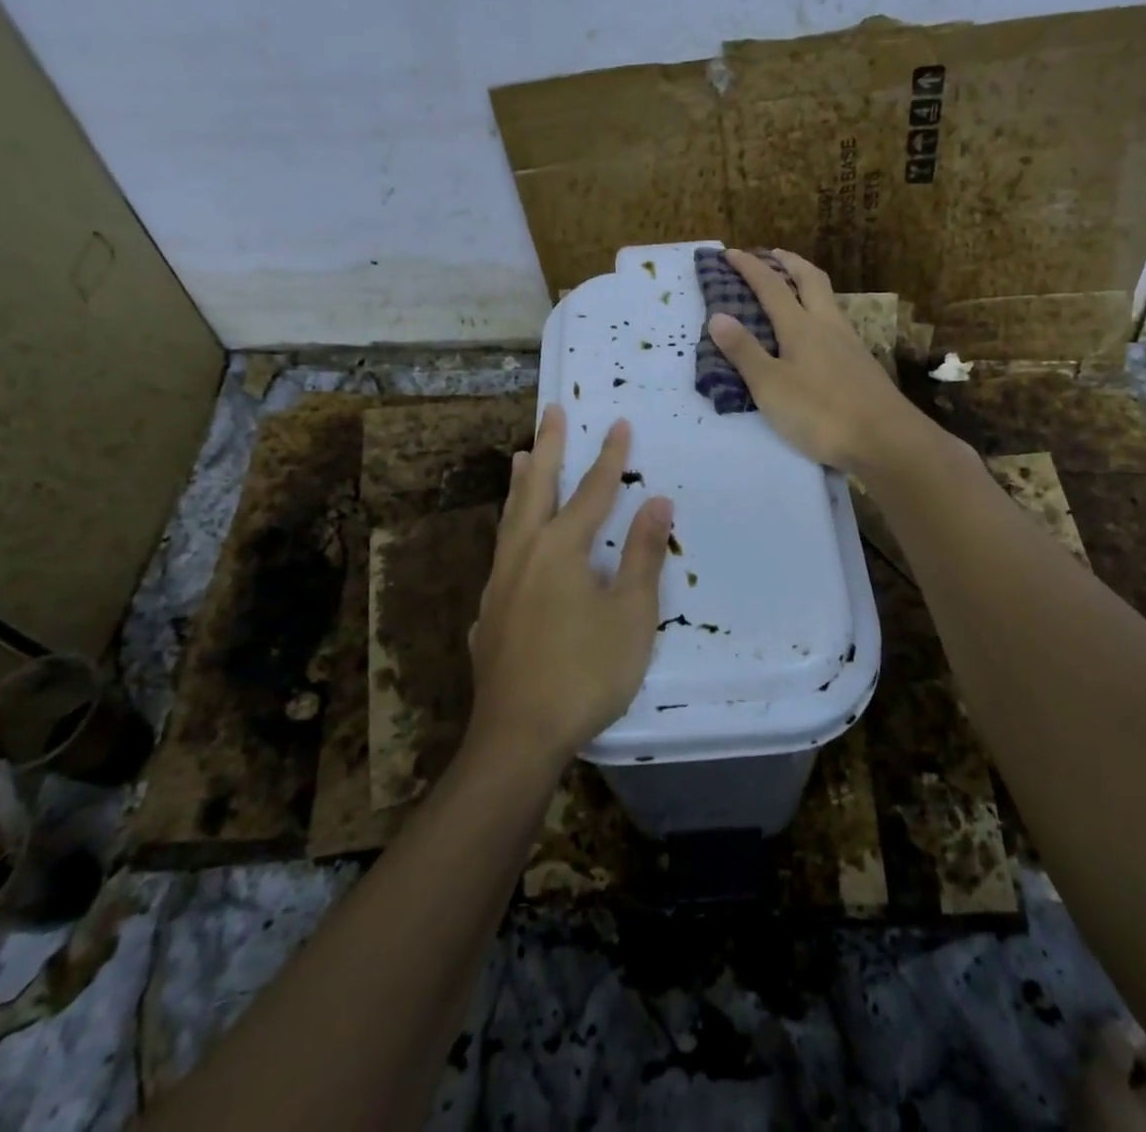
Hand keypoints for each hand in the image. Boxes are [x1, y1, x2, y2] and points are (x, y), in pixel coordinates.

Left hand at [467, 406, 672, 768]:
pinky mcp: (488, 612)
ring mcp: (499, 583)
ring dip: (520, 483)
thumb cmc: (586, 672)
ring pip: (510, 518)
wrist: (519, 734)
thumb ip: (644, 555)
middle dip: (548, 447)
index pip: (592, 492)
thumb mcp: (631, 614)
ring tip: (520, 456)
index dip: (609, 457)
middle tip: (551, 411)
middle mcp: (523, 554)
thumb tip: (657, 502)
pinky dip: (510, 529)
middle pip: (536, 489)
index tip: (618, 423)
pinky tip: (511, 543)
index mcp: (560, 549)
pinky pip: (501, 553)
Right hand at [707, 249, 919, 470]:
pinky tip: (820, 331)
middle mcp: (827, 325)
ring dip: (809, 283)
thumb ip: (745, 352)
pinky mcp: (862, 363)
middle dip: (789, 262)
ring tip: (795, 285)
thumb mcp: (770, 386)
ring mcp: (850, 343)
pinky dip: (822, 310)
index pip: (771, 287)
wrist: (885, 439)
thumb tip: (718, 316)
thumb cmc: (820, 413)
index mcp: (801, 327)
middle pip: (811, 280)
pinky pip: (838, 322)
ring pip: (829, 299)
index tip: (731, 252)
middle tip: (773, 253)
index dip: (750, 267)